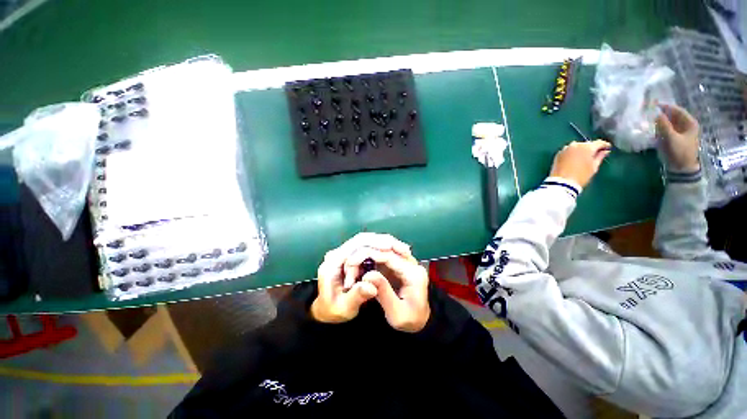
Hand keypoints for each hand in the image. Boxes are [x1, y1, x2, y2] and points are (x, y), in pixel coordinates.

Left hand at [311, 233, 411, 323]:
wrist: (325, 310)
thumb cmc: (334, 311)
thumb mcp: (344, 308)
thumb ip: (357, 296)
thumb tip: (372, 287)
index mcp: (333, 263)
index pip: (355, 245)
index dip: (375, 244)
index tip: (392, 248)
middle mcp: (337, 254)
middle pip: (362, 239)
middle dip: (382, 241)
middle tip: (402, 248)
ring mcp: (343, 254)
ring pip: (365, 241)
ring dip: (383, 243)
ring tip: (401, 249)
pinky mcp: (350, 256)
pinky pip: (366, 247)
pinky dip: (380, 248)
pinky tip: (393, 252)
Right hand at [344, 247, 429, 332]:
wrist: (420, 322)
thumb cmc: (409, 320)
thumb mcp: (396, 313)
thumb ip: (383, 292)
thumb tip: (368, 275)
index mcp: (414, 274)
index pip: (390, 256)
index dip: (370, 255)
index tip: (352, 260)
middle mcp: (413, 264)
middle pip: (388, 249)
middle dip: (368, 251)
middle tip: (351, 259)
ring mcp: (407, 263)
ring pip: (386, 250)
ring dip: (370, 253)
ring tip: (355, 259)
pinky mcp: (401, 265)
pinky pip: (386, 256)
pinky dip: (373, 257)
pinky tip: (362, 261)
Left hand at [549, 140, 611, 187]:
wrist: (562, 182)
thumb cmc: (581, 176)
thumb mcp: (594, 167)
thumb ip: (600, 157)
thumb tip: (605, 151)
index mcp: (587, 147)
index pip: (599, 143)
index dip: (604, 145)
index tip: (607, 148)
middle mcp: (576, 145)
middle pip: (587, 144)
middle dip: (592, 148)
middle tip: (596, 154)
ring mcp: (565, 149)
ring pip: (577, 147)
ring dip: (581, 150)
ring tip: (584, 158)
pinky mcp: (558, 154)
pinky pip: (568, 151)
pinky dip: (572, 153)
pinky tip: (574, 160)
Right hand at [655, 104, 700, 171]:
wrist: (682, 169)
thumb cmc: (680, 152)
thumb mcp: (671, 138)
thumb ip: (663, 125)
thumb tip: (655, 113)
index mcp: (689, 123)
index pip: (677, 110)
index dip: (666, 106)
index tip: (653, 104)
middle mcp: (686, 126)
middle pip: (673, 116)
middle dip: (662, 113)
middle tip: (649, 112)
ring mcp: (680, 133)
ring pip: (669, 122)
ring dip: (659, 121)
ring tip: (648, 119)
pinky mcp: (674, 139)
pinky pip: (666, 129)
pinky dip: (659, 127)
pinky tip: (651, 128)